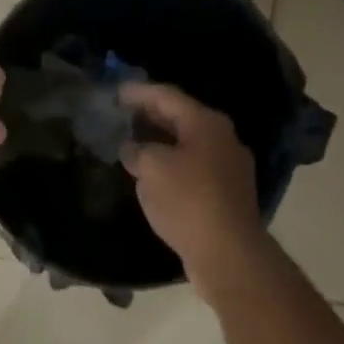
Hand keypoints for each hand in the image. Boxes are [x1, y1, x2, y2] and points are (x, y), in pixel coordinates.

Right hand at [119, 82, 263, 294]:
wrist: (227, 250)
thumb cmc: (187, 200)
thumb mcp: (151, 169)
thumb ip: (137, 150)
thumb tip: (132, 147)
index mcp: (206, 123)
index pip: (167, 96)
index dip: (139, 92)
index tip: (116, 92)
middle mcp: (222, 137)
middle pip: (180, 117)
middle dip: (150, 115)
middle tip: (122, 114)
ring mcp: (228, 165)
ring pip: (187, 143)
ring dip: (159, 140)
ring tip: (132, 142)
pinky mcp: (226, 191)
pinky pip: (192, 165)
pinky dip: (170, 162)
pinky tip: (153, 173)